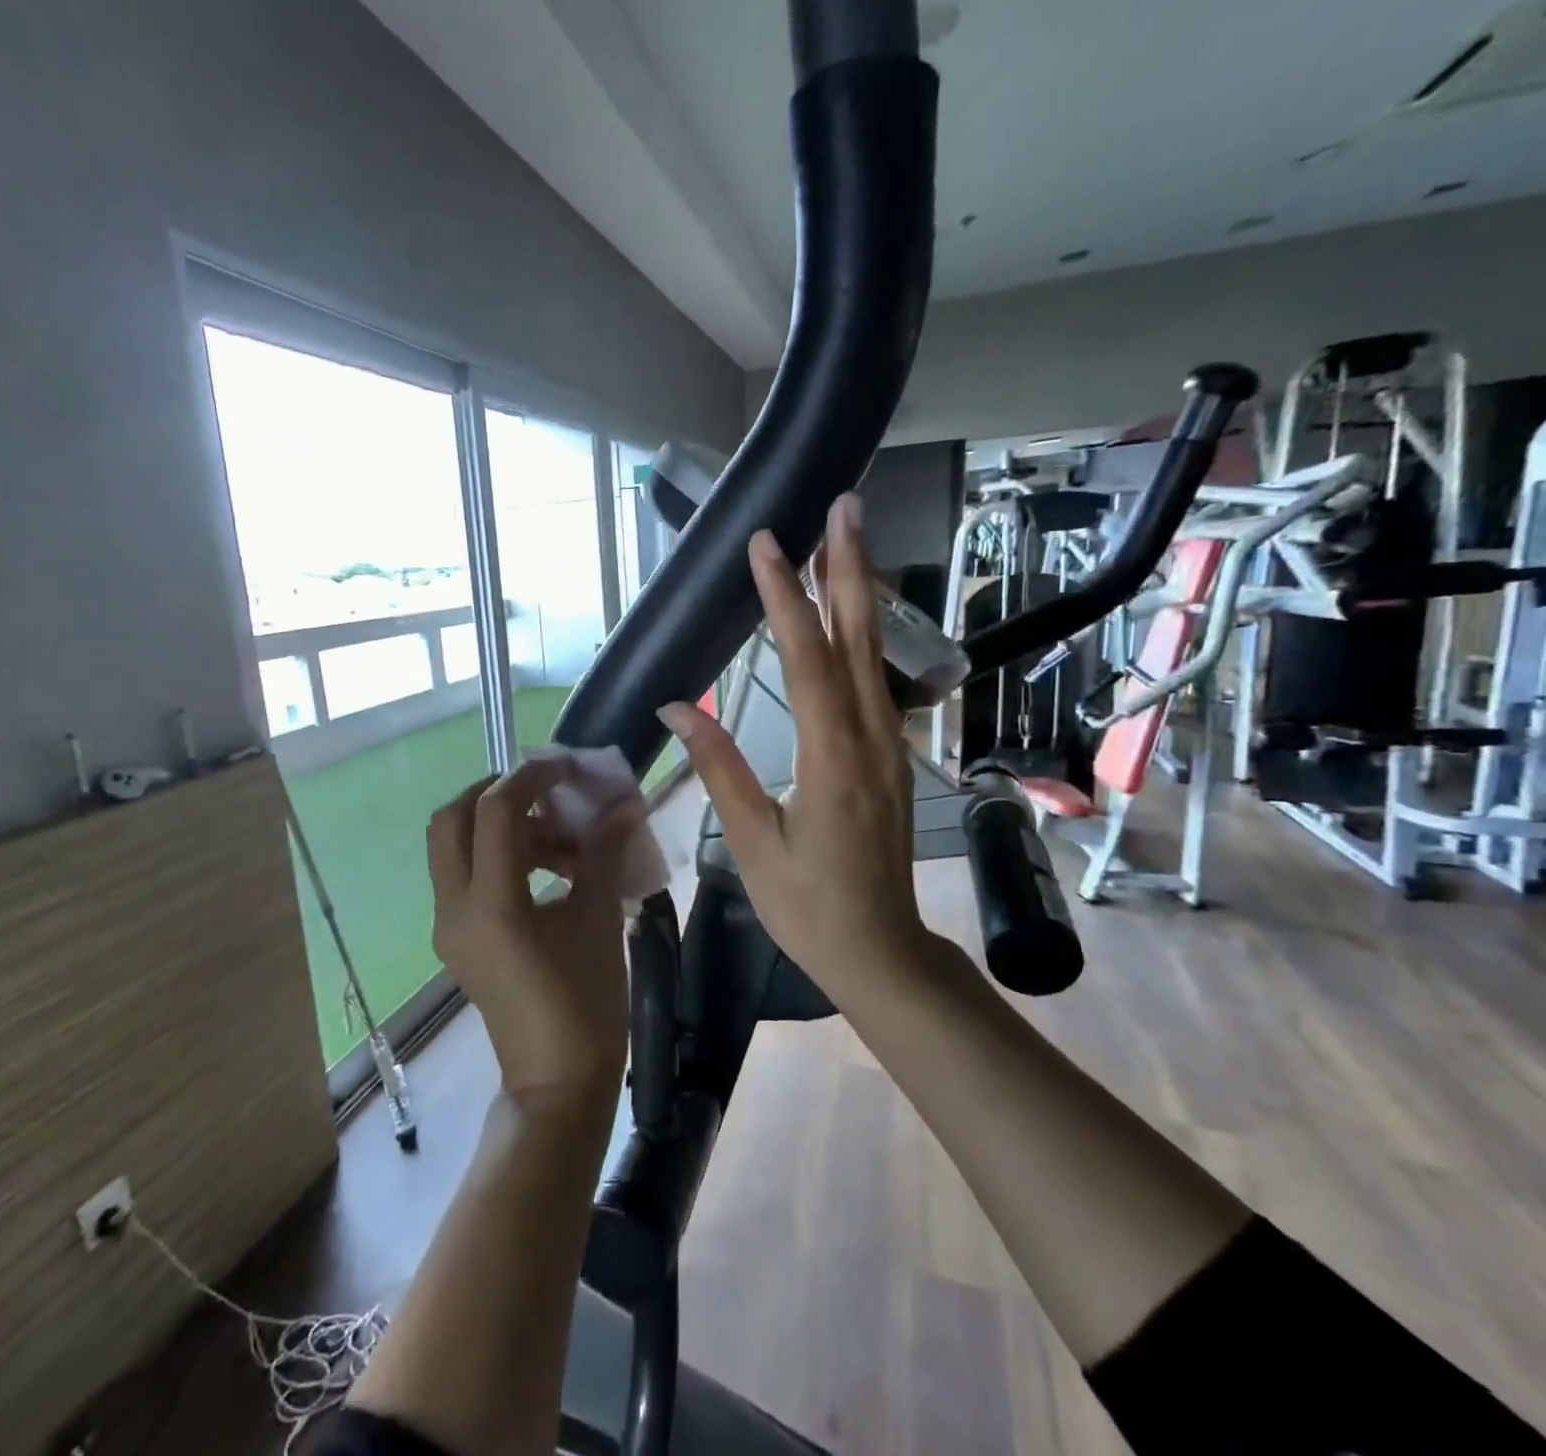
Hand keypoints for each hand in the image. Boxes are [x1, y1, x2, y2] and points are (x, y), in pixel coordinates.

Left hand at [426, 759, 640, 1110]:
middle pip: (451, 820)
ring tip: (561, 839)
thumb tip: (624, 806)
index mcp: (491, 905)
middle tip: (543, 791)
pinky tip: (548, 870)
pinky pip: (465, 877)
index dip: (530, 778)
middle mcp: (455, 909)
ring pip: (455, 848)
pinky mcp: (456, 940)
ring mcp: (449, 927)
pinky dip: (498, 857)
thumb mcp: (600, 922)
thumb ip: (604, 855)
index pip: (494, 812)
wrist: (556, 1084)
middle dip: (494, 793)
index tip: (567, 767)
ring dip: (500, 827)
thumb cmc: (586, 1007)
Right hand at [658, 492, 929, 1001]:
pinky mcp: (889, 758)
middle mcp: (870, 738)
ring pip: (874, 656)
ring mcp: (888, 746)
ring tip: (846, 542)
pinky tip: (852, 619)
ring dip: (859, 595)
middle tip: (843, 507)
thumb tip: (676, 706)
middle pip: (858, 639)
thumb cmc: (808, 905)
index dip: (784, 597)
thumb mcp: (752, 841)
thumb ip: (719, 766)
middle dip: (848, 568)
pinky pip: (875, 683)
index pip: (806, 658)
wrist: (880, 951)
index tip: (767, 544)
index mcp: (831, 757)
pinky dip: (862, 638)